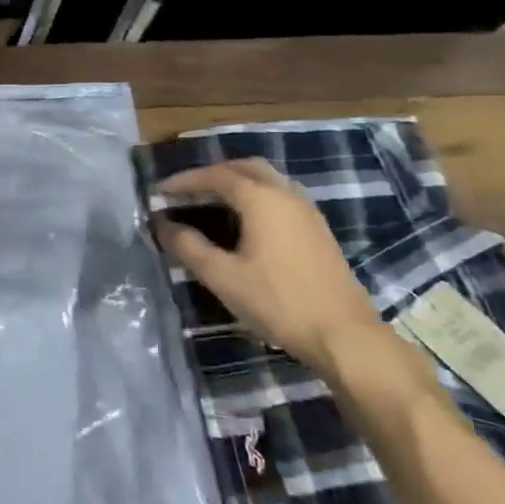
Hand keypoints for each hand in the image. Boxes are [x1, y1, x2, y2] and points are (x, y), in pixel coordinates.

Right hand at [153, 158, 381, 371]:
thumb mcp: (222, 276)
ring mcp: (308, 212)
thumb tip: (163, 225)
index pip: (217, 176)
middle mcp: (287, 195)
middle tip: (188, 190)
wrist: (343, 335)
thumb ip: (189, 246)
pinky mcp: (318, 231)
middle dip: (214, 173)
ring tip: (213, 201)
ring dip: (238, 182)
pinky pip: (281, 197)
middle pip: (246, 168)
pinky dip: (257, 197)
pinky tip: (246, 222)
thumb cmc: (278, 301)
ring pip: (268, 181)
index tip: (161, 191)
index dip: (185, 181)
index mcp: (262, 199)